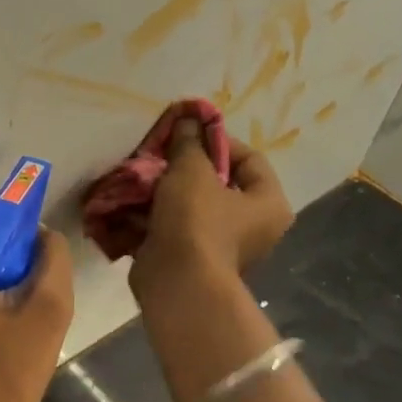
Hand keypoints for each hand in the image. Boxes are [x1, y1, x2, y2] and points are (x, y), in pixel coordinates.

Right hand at [130, 115, 294, 300]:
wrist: (176, 282)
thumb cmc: (196, 220)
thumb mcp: (191, 170)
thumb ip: (189, 142)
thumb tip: (188, 119)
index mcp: (268, 204)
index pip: (249, 158)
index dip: (217, 140)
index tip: (186, 134)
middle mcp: (252, 226)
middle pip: (218, 182)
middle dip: (184, 165)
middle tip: (160, 153)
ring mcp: (221, 244)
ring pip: (192, 203)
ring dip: (166, 188)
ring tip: (142, 174)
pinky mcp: (192, 257)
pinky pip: (175, 225)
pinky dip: (156, 213)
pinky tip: (133, 199)